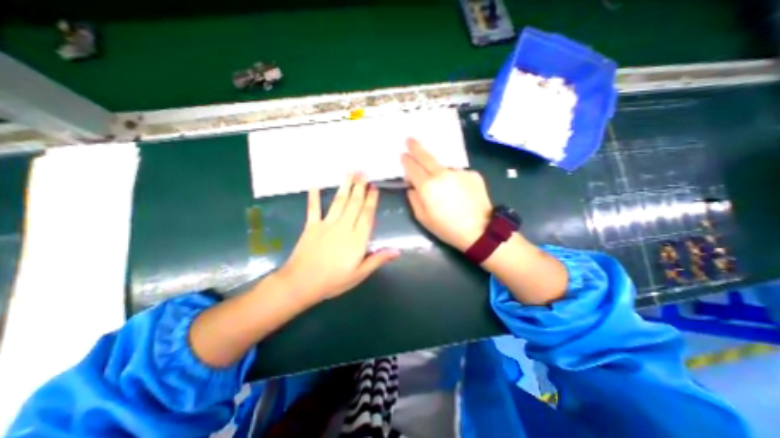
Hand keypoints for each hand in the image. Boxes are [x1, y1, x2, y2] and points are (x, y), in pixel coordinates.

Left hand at [277, 173, 397, 303]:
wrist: (301, 284)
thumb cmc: (333, 281)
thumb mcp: (359, 274)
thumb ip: (377, 259)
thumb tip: (397, 251)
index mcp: (357, 239)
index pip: (367, 215)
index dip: (371, 200)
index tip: (374, 187)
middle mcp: (343, 227)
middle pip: (354, 204)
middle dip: (360, 187)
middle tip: (364, 172)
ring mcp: (326, 225)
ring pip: (339, 202)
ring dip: (345, 186)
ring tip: (350, 172)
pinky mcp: (311, 226)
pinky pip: (313, 208)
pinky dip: (314, 196)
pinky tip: (316, 184)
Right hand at [402, 138, 492, 250]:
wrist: (480, 231)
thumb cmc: (447, 228)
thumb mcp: (423, 218)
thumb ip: (414, 199)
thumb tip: (412, 186)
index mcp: (427, 186)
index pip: (412, 168)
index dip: (406, 161)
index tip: (403, 155)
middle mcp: (442, 174)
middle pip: (426, 157)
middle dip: (416, 147)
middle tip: (409, 139)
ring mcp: (459, 172)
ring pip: (443, 167)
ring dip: (439, 172)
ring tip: (444, 188)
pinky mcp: (472, 174)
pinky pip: (458, 174)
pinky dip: (455, 180)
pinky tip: (460, 193)